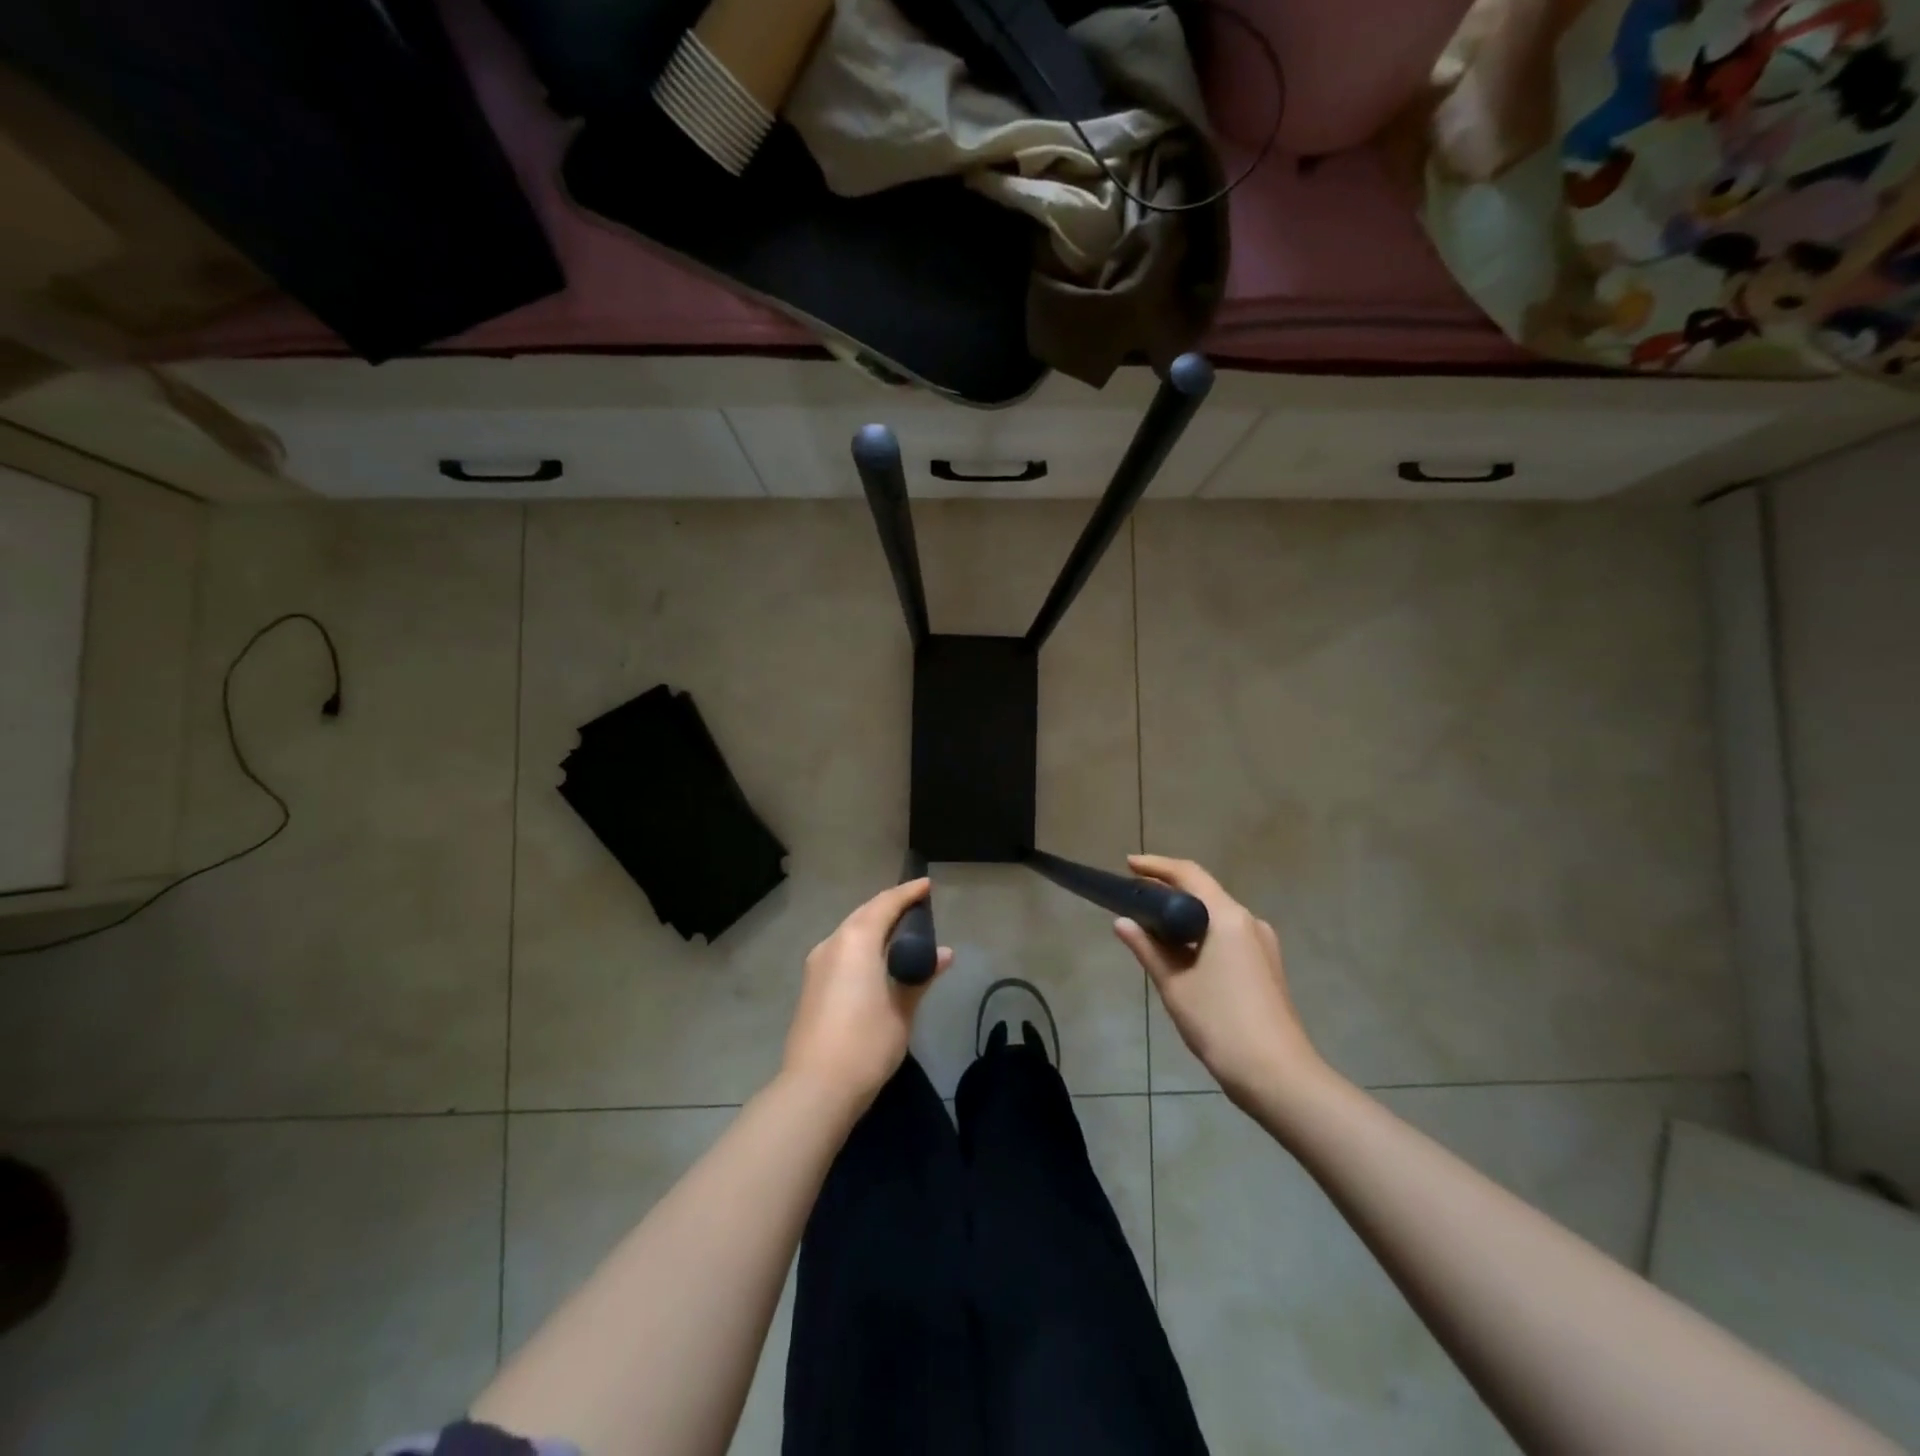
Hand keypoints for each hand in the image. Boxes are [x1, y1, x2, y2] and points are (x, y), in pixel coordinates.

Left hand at [783, 878, 951, 1110]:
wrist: (816, 1087)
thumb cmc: (866, 1043)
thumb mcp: (902, 1009)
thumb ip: (921, 975)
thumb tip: (943, 954)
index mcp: (856, 940)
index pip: (885, 904)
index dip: (908, 893)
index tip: (927, 886)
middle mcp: (832, 943)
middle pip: (865, 914)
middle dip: (890, 906)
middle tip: (917, 907)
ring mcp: (817, 964)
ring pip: (850, 931)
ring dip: (874, 926)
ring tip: (902, 932)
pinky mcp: (812, 984)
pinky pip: (842, 949)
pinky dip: (863, 944)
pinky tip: (878, 959)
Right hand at [1115, 855, 1325, 1107]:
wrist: (1277, 1075)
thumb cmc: (1220, 1023)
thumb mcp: (1174, 984)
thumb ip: (1147, 948)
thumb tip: (1122, 922)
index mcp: (1228, 918)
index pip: (1190, 874)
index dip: (1157, 866)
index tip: (1129, 864)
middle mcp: (1250, 922)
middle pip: (1205, 893)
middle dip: (1169, 890)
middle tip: (1134, 895)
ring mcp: (1263, 945)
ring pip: (1216, 916)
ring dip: (1185, 915)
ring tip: (1152, 924)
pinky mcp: (1266, 966)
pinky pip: (1228, 935)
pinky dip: (1201, 934)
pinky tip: (1181, 952)